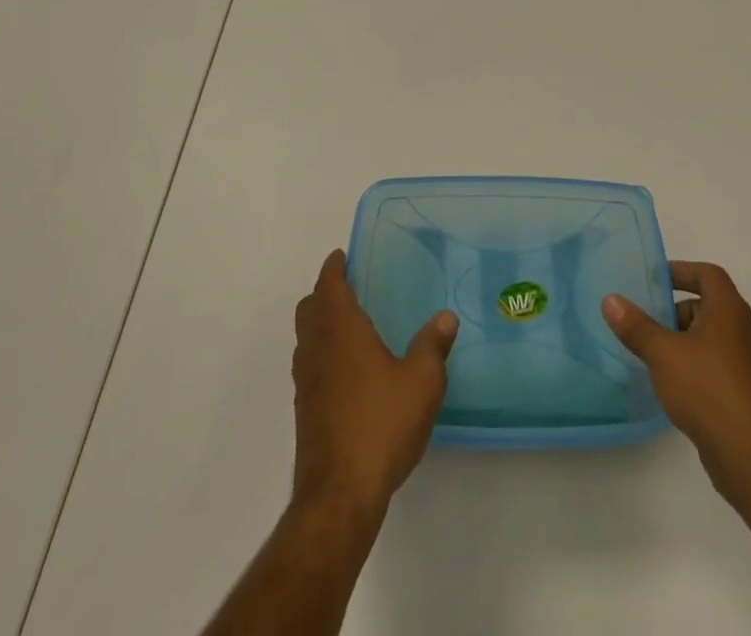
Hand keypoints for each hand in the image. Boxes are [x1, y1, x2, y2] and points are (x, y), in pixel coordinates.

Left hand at [292, 249, 457, 519]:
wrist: (339, 494)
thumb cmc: (381, 424)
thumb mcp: (421, 382)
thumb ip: (433, 346)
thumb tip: (445, 318)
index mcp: (341, 330)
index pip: (328, 285)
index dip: (334, 268)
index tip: (342, 256)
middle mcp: (316, 349)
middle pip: (309, 308)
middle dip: (324, 293)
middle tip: (349, 287)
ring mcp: (305, 382)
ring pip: (306, 338)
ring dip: (321, 324)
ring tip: (351, 327)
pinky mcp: (304, 411)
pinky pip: (309, 366)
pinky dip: (322, 354)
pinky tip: (349, 372)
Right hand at [603, 261, 750, 512]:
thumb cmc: (708, 389)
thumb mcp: (663, 353)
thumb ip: (636, 326)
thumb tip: (610, 299)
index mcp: (728, 310)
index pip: (708, 274)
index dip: (682, 270)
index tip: (654, 279)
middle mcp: (742, 331)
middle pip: (707, 306)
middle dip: (675, 311)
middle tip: (645, 322)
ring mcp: (747, 365)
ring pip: (710, 339)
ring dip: (683, 341)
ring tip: (652, 355)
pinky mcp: (745, 395)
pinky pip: (715, 367)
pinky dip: (694, 367)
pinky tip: (673, 387)